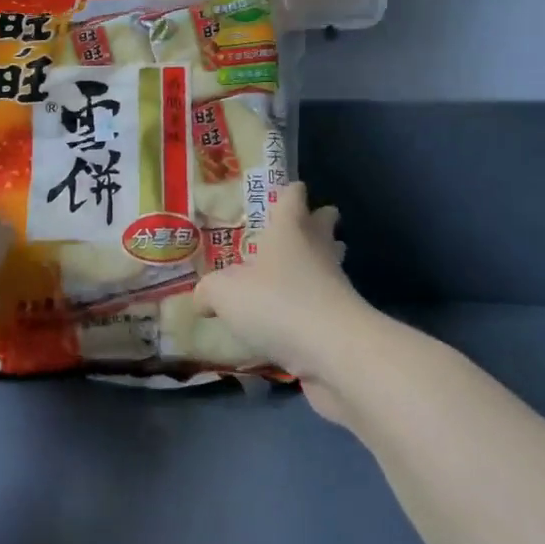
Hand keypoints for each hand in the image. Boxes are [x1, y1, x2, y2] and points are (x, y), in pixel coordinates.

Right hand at [195, 182, 368, 414]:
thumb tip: (203, 299)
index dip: (288, 192)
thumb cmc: (276, 303)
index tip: (284, 192)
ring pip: (329, 263)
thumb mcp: (224, 293)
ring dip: (317, 264)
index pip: (292, 197)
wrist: (334, 351)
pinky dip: (311, 306)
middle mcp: (316, 249)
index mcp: (289, 229)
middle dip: (315, 223)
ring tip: (292, 275)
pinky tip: (290, 321)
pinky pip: (324, 303)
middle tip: (297, 229)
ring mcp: (334, 284)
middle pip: (324, 225)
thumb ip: (208, 291)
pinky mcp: (342, 319)